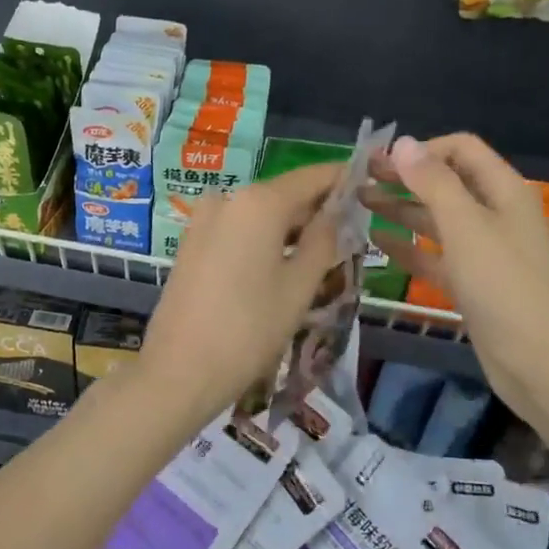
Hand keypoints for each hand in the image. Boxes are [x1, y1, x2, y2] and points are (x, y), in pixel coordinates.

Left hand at [134, 163, 344, 430]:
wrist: (179, 371)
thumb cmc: (249, 329)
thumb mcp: (300, 286)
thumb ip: (324, 240)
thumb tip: (337, 212)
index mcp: (259, 201)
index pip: (312, 177)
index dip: (343, 179)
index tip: (369, 187)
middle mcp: (228, 198)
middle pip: (284, 194)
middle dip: (317, 210)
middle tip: (351, 234)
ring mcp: (203, 219)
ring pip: (260, 214)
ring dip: (291, 228)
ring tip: (322, 256)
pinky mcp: (191, 243)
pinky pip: (238, 229)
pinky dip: (263, 239)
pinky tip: (282, 266)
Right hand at [365, 133, 548, 410]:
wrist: (540, 363)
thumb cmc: (504, 286)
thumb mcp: (466, 226)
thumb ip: (433, 183)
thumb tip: (403, 143)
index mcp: (503, 192)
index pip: (461, 150)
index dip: (422, 150)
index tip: (381, 161)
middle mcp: (495, 215)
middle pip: (445, 183)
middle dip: (404, 177)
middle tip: (358, 179)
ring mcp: (484, 252)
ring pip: (436, 220)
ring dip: (400, 209)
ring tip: (359, 203)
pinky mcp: (472, 285)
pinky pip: (434, 256)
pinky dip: (407, 247)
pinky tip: (376, 242)